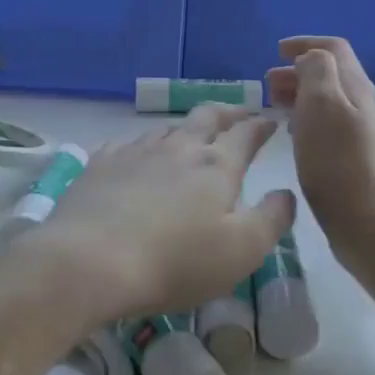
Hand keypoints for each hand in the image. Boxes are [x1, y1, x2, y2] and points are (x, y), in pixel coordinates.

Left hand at [21, 106, 295, 323]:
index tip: (271, 122)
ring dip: (186, 129)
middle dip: (228, 113)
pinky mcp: (100, 166)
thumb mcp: (242, 250)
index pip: (246, 134)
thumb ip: (272, 219)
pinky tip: (138, 156)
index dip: (261, 126)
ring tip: (192, 137)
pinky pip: (128, 144)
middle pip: (206, 117)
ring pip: (167, 129)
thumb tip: (285, 193)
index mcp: (217, 166)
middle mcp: (178, 149)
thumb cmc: (176, 261)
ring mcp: (135, 153)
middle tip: (239, 115)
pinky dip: (144, 146)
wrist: (89, 262)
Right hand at [265, 37, 374, 260]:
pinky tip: (293, 134)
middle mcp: (363, 105)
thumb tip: (310, 58)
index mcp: (356, 87)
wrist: (367, 222)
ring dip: (300, 95)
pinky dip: (306, 119)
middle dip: (298, 71)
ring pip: (328, 101)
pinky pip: (327, 125)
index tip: (276, 51)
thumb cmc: (336, 161)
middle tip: (267, 84)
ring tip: (274, 105)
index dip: (305, 43)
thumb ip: (316, 71)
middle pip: (331, 75)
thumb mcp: (321, 105)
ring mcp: (360, 133)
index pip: (334, 49)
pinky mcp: (354, 158)